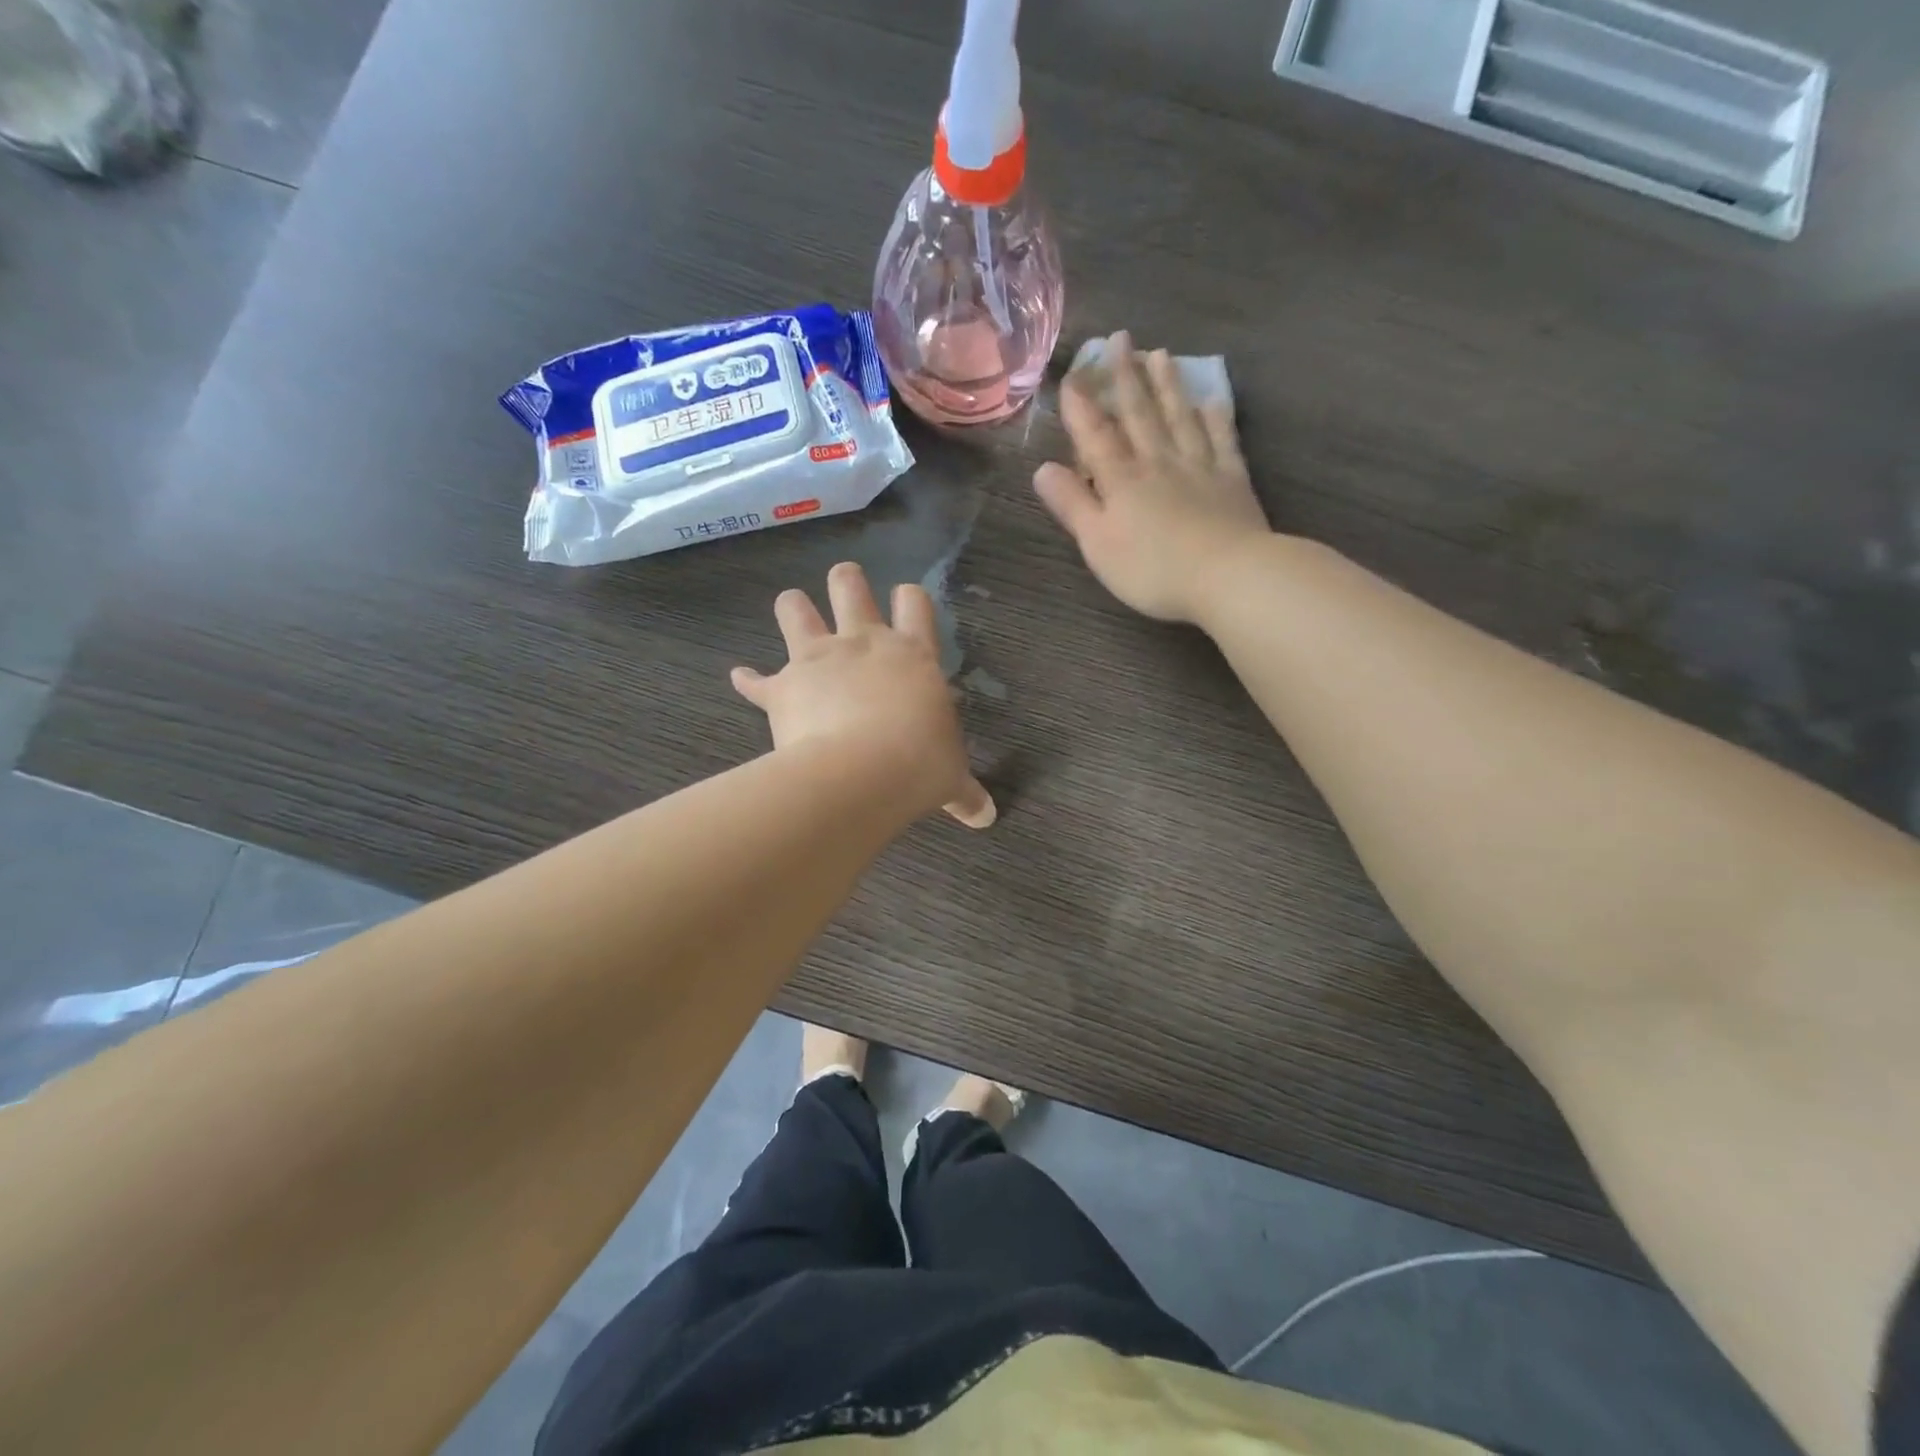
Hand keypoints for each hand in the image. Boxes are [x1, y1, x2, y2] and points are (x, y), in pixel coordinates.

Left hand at [732, 562, 995, 828]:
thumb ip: (966, 793)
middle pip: (850, 586)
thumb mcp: (951, 779)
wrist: (863, 775)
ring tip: (793, 610)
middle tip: (845, 587)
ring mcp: (818, 659)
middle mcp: (864, 643)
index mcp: (912, 655)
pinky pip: (756, 680)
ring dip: (793, 607)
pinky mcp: (782, 687)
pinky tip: (742, 678)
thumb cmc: (919, 766)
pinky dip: (749, 680)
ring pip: (795, 608)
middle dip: (846, 581)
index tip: (904, 602)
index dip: (908, 597)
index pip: (914, 602)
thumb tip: (986, 818)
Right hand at [1034, 331, 1269, 623]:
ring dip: (1168, 386)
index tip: (1072, 375)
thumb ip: (1073, 505)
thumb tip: (1043, 469)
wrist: (1227, 576)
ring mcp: (1199, 467)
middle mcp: (1158, 462)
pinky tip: (1212, 401)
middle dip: (1125, 377)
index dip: (1081, 406)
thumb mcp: (1098, 543)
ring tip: (1160, 355)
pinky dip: (1216, 418)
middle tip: (1121, 339)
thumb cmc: (1152, 568)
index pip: (1096, 435)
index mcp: (1122, 480)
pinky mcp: (1232, 480)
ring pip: (1179, 417)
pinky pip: (1222, 440)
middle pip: (1140, 414)